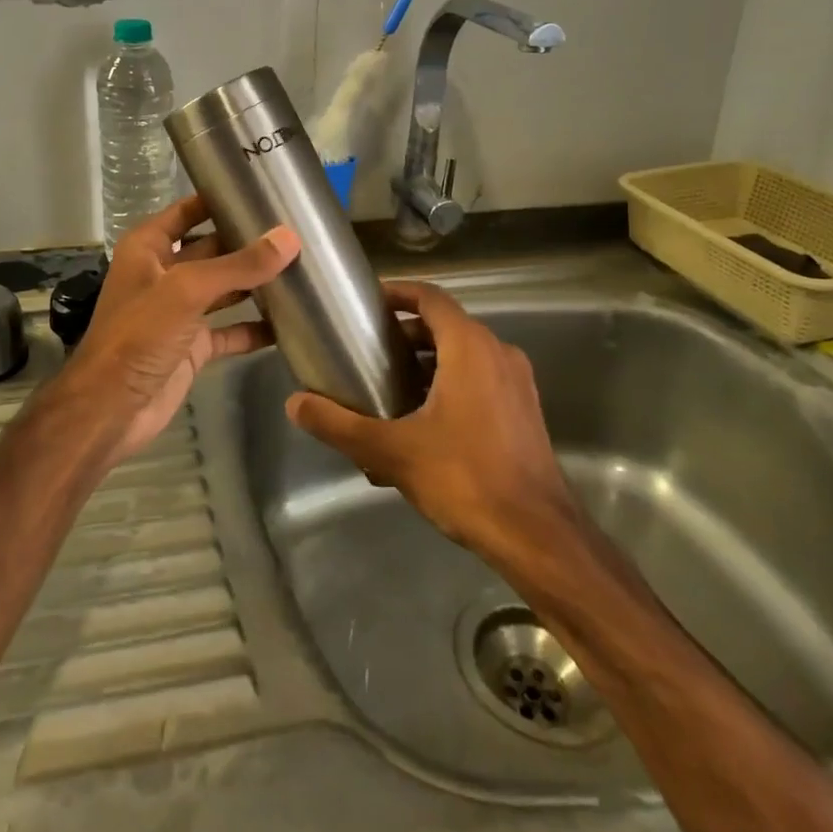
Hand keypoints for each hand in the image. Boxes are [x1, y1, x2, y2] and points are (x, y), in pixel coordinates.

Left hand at [55, 195, 299, 463]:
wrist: (111, 410)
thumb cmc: (139, 336)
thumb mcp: (187, 290)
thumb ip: (238, 265)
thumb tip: (289, 239)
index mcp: (149, 248)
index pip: (188, 211)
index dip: (218, 198)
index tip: (261, 189)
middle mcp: (165, 274)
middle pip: (212, 248)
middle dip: (248, 242)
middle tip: (297, 230)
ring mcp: (180, 312)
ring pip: (224, 289)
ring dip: (256, 282)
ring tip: (302, 268)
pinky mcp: (194, 347)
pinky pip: (231, 330)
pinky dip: (255, 327)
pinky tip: (290, 322)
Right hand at [285, 279, 576, 564]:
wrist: (538, 537)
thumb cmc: (465, 478)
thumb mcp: (392, 450)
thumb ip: (340, 424)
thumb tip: (294, 403)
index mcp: (470, 346)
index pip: (430, 298)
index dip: (397, 294)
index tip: (367, 304)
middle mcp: (498, 353)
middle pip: (445, 326)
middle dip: (405, 335)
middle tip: (368, 353)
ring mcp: (517, 383)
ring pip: (464, 355)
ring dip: (427, 363)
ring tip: (389, 389)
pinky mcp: (524, 411)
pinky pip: (480, 380)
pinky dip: (449, 385)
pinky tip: (422, 424)